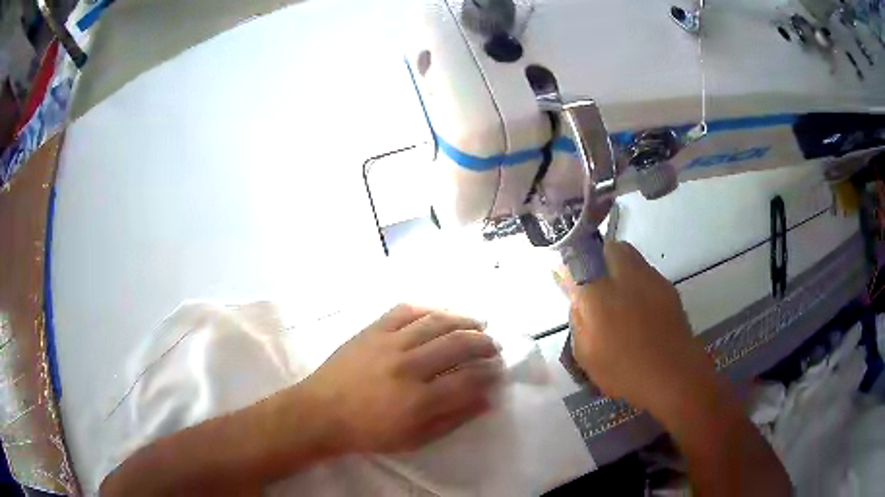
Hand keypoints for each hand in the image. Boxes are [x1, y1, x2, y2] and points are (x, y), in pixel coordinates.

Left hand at [301, 304, 501, 453]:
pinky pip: (405, 310)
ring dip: (464, 320)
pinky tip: (440, 314)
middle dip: (484, 343)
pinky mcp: (372, 330)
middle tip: (493, 347)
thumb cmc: (369, 433)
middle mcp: (408, 367)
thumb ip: (453, 419)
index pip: (469, 378)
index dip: (490, 373)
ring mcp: (389, 343)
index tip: (498, 371)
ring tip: (478, 324)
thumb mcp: (415, 439)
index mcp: (419, 400)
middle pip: (458, 344)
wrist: (321, 413)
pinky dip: (428, 309)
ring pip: (436, 322)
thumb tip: (487, 400)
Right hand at [563, 241, 717, 413]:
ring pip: (630, 256)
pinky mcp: (667, 286)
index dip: (570, 268)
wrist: (674, 374)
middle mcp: (624, 276)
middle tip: (596, 287)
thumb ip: (578, 319)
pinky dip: (638, 283)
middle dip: (599, 260)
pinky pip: (646, 273)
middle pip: (609, 248)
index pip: (576, 261)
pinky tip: (640, 310)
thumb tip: (576, 296)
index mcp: (598, 293)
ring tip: (620, 300)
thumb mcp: (587, 354)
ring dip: (620, 269)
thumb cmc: (624, 370)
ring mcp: (650, 278)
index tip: (568, 281)